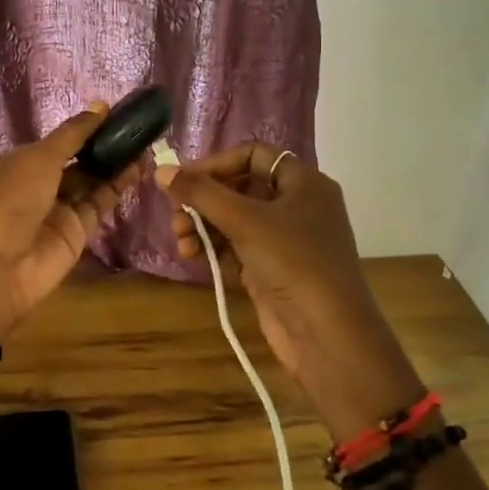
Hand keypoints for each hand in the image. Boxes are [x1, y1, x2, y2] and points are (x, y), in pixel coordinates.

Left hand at [0, 105, 144, 341]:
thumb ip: (73, 134)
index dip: (88, 128)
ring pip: (93, 181)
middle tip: (139, 130)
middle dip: (106, 146)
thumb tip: (100, 106)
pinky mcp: (78, 231)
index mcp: (24, 161)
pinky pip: (101, 203)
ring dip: (117, 165)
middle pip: (80, 161)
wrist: (1, 266)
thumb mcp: (40, 158)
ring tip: (146, 146)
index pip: (61, 141)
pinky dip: (118, 187)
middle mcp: (42, 183)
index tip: (119, 114)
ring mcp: (61, 209)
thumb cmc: (13, 200)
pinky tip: (139, 169)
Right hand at [157, 144, 422, 441]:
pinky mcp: (272, 270)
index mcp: (304, 183)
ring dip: (203, 227)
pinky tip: (192, 257)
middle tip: (176, 216)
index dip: (217, 164)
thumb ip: (200, 193)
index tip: (184, 181)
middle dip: (204, 201)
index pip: (254, 155)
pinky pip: (237, 248)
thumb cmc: (293, 262)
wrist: (326, 334)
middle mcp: (297, 206)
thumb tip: (161, 170)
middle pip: (240, 188)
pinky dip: (214, 249)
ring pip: (235, 221)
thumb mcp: (245, 220)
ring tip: (180, 242)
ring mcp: (285, 241)